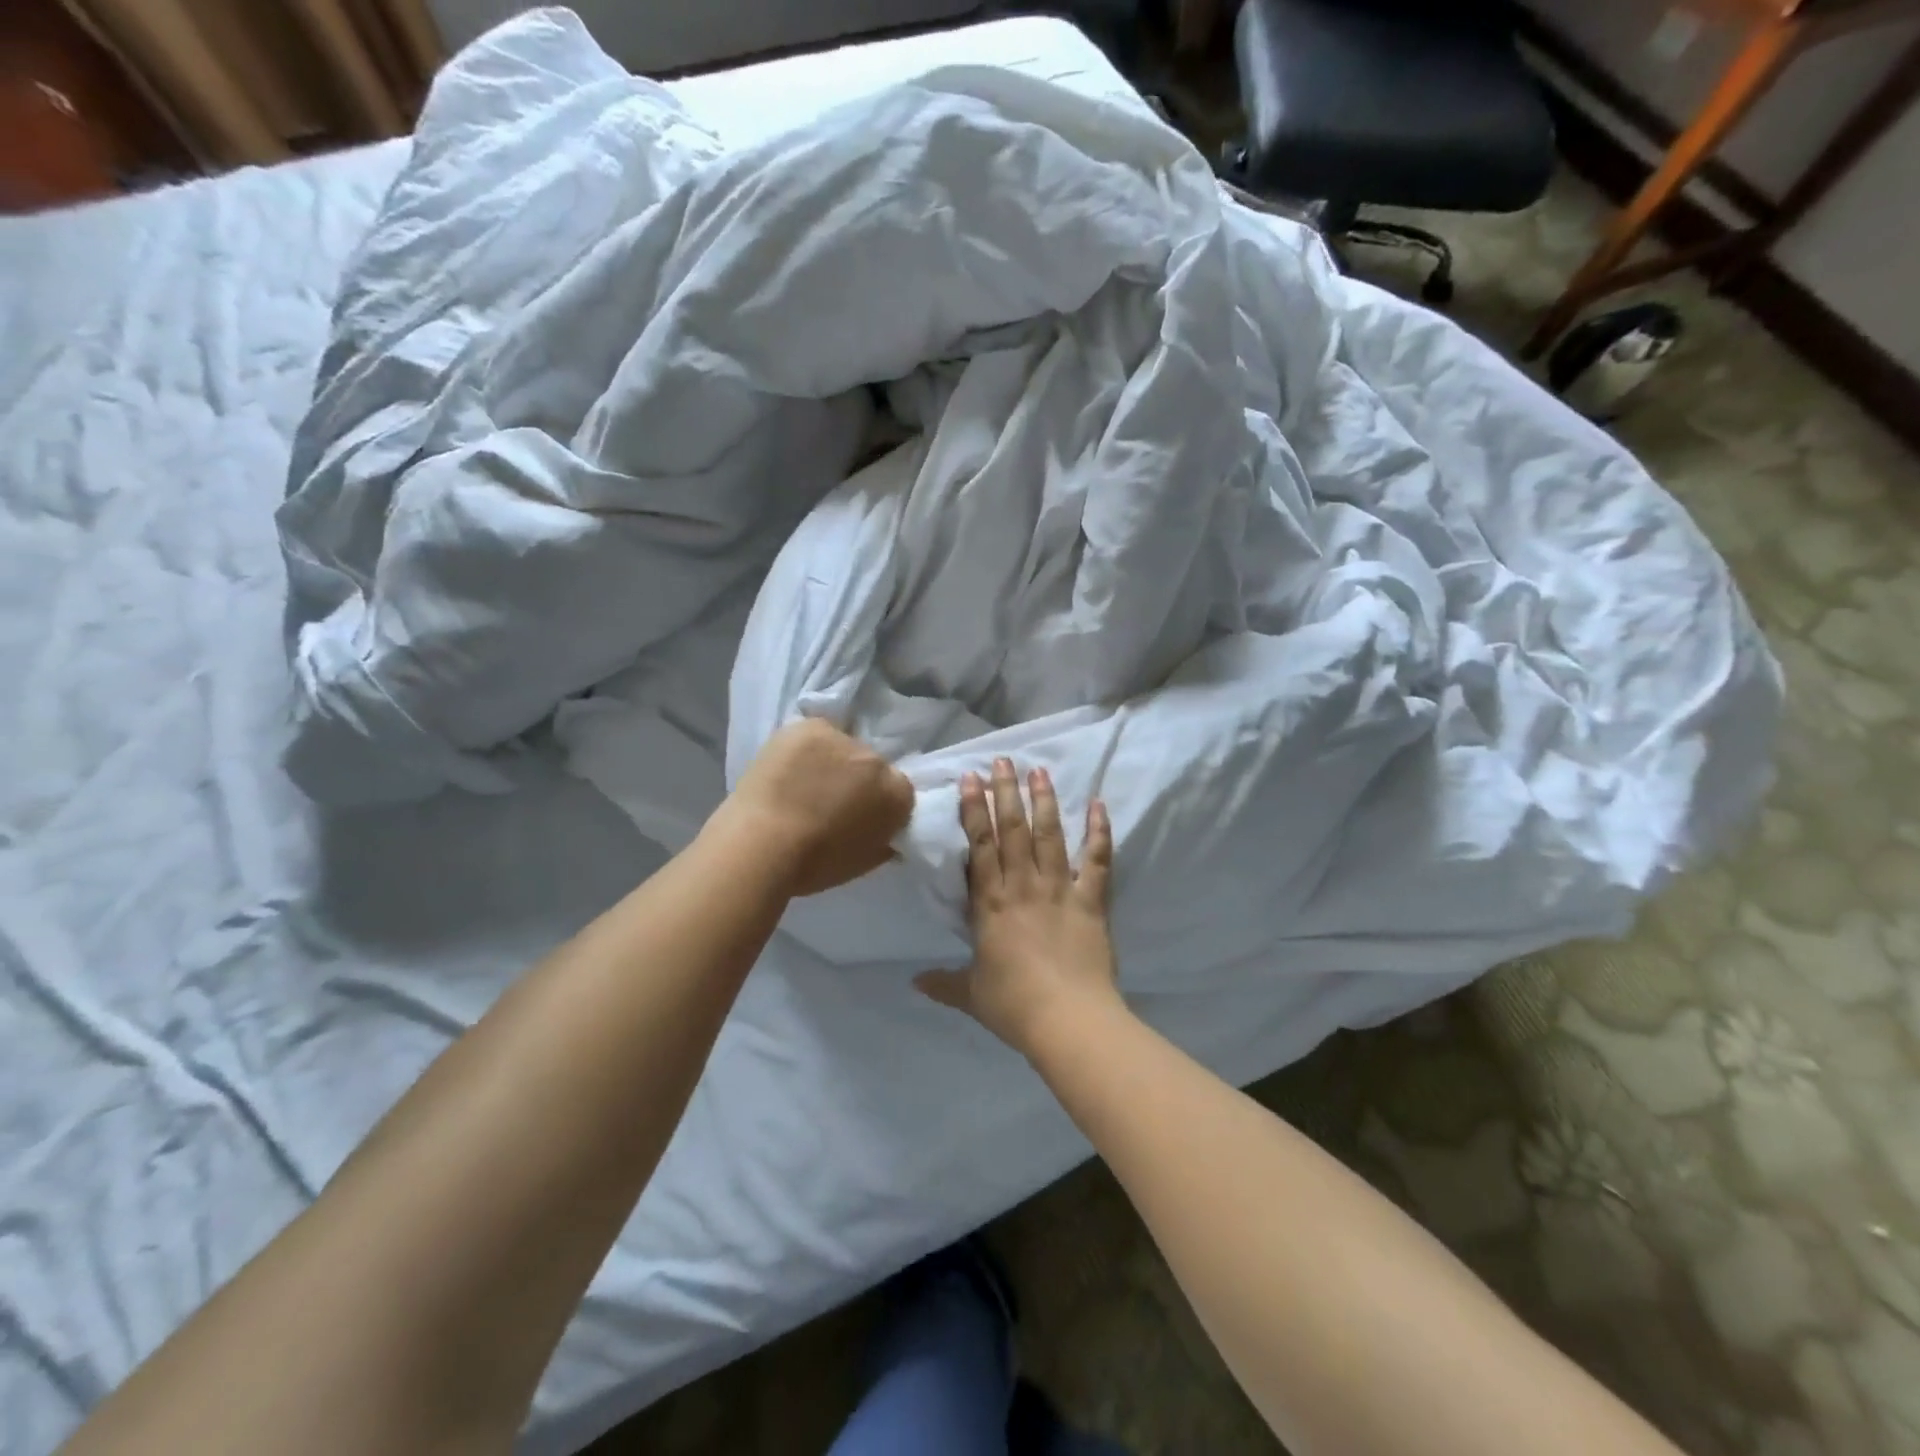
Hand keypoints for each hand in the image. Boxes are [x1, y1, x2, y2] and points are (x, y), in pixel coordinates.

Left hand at [718, 718, 914, 895]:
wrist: (762, 845)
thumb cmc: (814, 865)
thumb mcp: (863, 862)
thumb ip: (882, 841)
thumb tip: (885, 835)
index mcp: (898, 795)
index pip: (898, 791)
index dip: (877, 804)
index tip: (857, 817)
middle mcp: (878, 760)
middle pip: (871, 765)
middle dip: (856, 780)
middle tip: (828, 801)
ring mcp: (843, 739)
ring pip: (841, 746)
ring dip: (829, 760)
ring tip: (801, 782)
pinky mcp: (810, 727)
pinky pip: (813, 734)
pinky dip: (804, 748)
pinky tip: (787, 766)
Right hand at [916, 758, 1119, 1057]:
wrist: (1068, 1020)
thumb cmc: (1014, 1005)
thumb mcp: (970, 995)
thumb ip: (943, 983)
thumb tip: (913, 982)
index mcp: (991, 903)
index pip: (980, 846)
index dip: (975, 810)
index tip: (972, 779)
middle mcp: (1023, 885)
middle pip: (1014, 830)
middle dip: (1007, 792)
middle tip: (1004, 760)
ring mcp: (1060, 889)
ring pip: (1050, 835)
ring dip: (1044, 801)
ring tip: (1039, 771)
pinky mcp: (1092, 900)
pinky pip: (1096, 860)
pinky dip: (1099, 831)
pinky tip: (1098, 804)